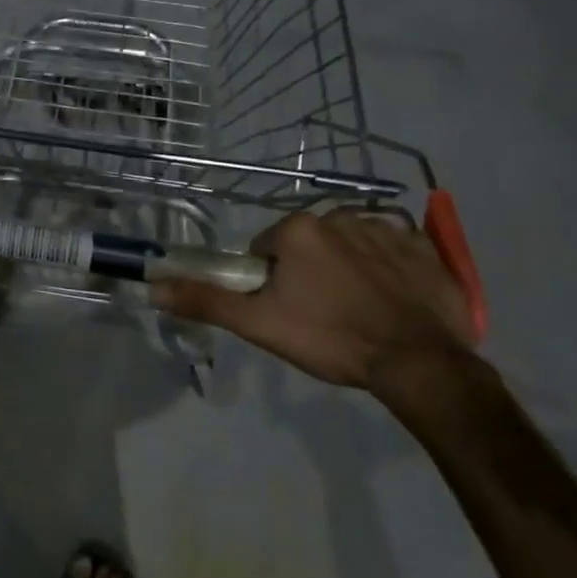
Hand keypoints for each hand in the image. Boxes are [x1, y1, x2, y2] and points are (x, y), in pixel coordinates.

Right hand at [151, 208, 475, 389]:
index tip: (288, 311)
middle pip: (308, 245)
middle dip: (309, 273)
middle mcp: (339, 215)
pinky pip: (394, 251)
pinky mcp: (424, 247)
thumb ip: (206, 301)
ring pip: (349, 246)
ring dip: (348, 270)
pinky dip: (390, 270)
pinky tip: (394, 302)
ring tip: (361, 312)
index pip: (267, 250)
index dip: (271, 283)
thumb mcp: (259, 324)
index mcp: (297, 229)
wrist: (418, 363)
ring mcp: (386, 228)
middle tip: (322, 316)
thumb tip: (152, 286)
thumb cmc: (330, 338)